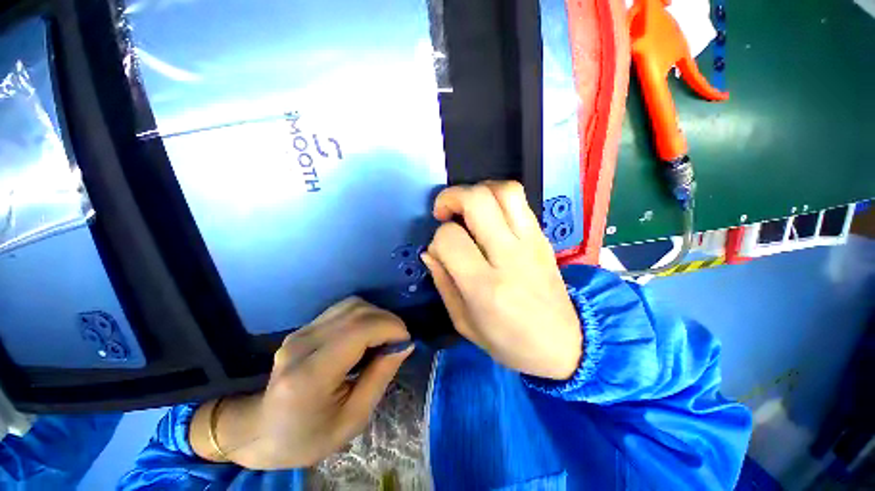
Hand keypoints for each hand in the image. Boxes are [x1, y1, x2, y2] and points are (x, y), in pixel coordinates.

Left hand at [190, 298, 412, 468]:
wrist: (262, 430)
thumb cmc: (309, 436)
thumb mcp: (353, 419)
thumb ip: (381, 376)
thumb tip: (404, 344)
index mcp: (311, 375)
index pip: (359, 329)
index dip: (390, 327)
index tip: (406, 342)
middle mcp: (302, 344)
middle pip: (357, 311)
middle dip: (387, 320)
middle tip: (398, 341)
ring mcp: (300, 332)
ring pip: (351, 304)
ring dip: (376, 315)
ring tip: (385, 337)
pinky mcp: (304, 328)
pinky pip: (343, 309)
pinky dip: (364, 316)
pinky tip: (367, 334)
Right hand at [422, 181, 581, 379]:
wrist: (564, 344)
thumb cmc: (508, 342)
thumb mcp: (464, 322)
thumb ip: (443, 282)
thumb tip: (429, 251)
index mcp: (485, 286)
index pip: (450, 239)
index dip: (437, 239)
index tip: (439, 251)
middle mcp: (509, 256)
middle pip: (477, 201)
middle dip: (451, 197)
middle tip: (444, 213)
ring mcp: (531, 242)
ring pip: (504, 190)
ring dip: (477, 190)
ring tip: (467, 208)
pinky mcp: (543, 237)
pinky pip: (519, 200)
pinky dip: (497, 196)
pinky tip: (489, 214)